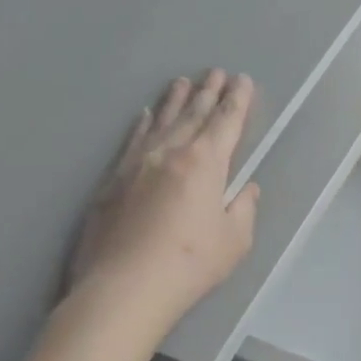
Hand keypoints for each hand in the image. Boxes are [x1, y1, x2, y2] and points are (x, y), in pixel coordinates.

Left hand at [68, 70, 259, 335]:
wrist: (123, 289)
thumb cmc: (189, 264)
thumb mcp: (234, 240)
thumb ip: (243, 208)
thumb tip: (246, 189)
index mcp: (206, 163)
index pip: (227, 121)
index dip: (238, 100)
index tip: (243, 80)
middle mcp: (172, 152)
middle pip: (194, 114)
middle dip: (209, 91)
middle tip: (216, 71)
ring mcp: (139, 163)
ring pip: (162, 121)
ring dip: (176, 100)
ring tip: (183, 81)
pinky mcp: (113, 180)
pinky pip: (133, 140)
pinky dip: (143, 124)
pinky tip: (145, 115)